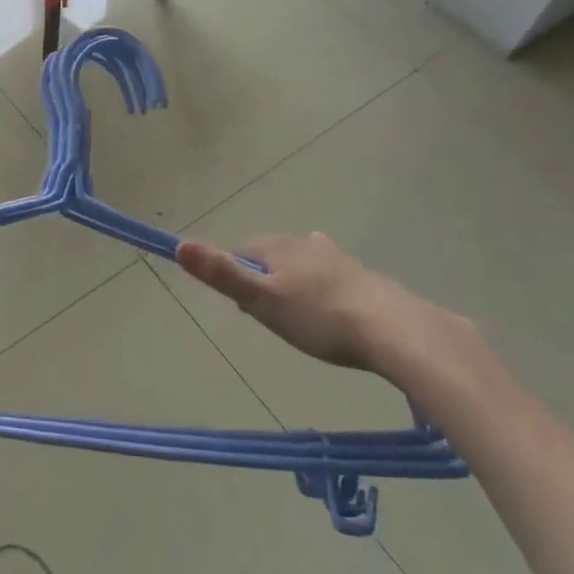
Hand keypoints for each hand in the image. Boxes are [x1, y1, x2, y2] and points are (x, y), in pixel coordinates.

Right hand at [176, 232, 479, 389]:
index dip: (235, 275)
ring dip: (294, 282)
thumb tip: (179, 244)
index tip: (243, 306)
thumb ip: (221, 273)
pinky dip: (322, 289)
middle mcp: (305, 243)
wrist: (393, 330)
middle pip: (271, 256)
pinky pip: (329, 277)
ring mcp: (337, 258)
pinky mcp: (362, 276)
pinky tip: (332, 307)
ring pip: (302, 264)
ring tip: (298, 314)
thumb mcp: (261, 300)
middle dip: (264, 279)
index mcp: (278, 246)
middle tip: (268, 315)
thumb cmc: (319, 317)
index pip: (241, 251)